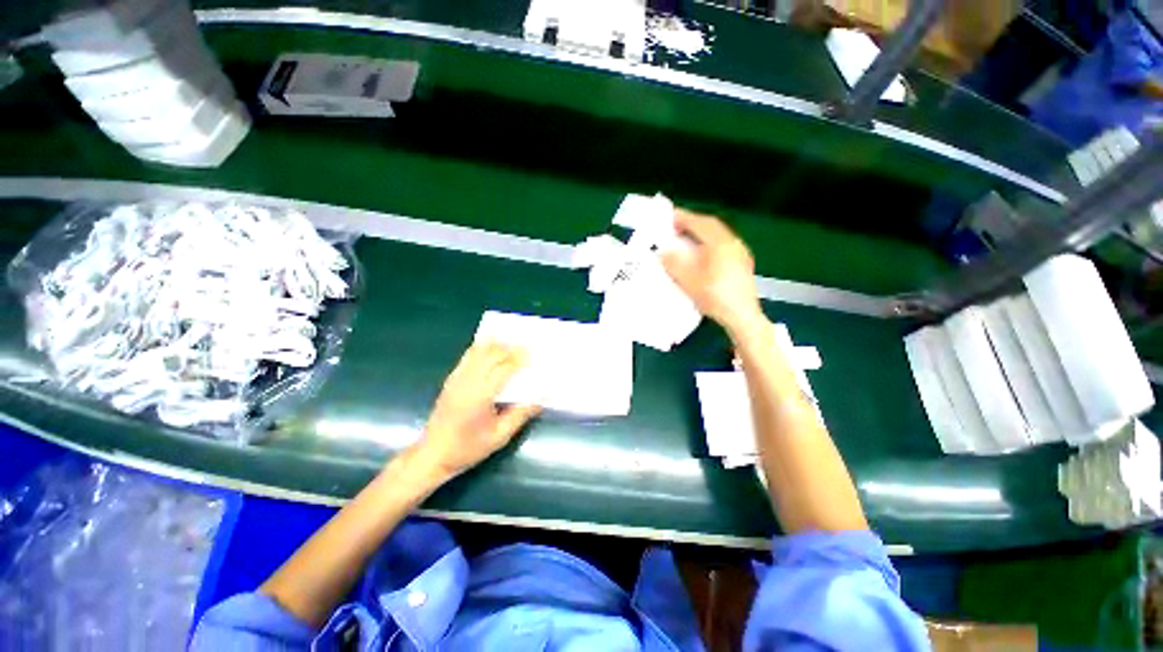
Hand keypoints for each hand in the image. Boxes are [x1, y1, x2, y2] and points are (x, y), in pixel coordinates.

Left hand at [413, 342, 540, 480]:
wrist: (433, 454)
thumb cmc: (468, 448)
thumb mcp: (500, 436)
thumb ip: (521, 415)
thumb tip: (541, 399)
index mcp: (479, 397)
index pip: (502, 369)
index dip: (518, 359)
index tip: (531, 355)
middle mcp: (466, 383)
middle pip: (490, 355)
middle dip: (508, 348)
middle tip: (524, 348)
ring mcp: (456, 379)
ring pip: (477, 352)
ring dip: (495, 345)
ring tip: (510, 345)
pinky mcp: (450, 380)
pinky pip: (467, 357)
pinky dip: (481, 349)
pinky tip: (491, 349)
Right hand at [662, 208, 764, 333]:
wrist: (742, 316)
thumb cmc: (716, 297)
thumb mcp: (689, 281)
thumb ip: (675, 264)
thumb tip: (664, 252)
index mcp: (721, 244)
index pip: (701, 223)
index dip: (684, 218)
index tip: (670, 215)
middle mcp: (733, 244)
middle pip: (712, 226)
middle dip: (693, 223)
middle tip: (676, 226)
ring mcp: (740, 254)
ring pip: (719, 236)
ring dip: (701, 234)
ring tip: (687, 239)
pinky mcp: (742, 264)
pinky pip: (723, 246)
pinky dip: (709, 244)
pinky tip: (701, 255)